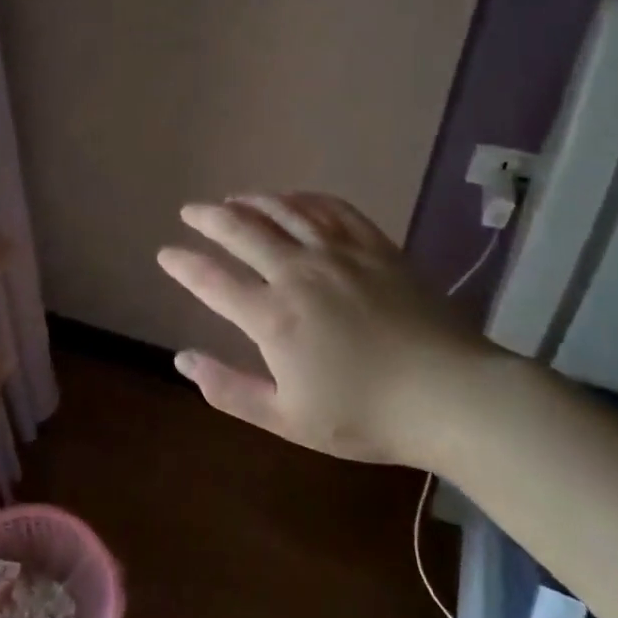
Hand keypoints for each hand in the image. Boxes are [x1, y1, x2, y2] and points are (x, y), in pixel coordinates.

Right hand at [156, 191, 496, 469]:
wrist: (451, 396)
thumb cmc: (366, 416)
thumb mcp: (288, 419)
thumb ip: (229, 389)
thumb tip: (181, 360)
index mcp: (273, 317)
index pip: (212, 280)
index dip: (183, 265)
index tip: (165, 253)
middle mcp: (298, 272)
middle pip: (241, 231)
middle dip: (209, 217)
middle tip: (190, 210)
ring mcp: (338, 253)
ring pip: (283, 211)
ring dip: (251, 201)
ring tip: (233, 199)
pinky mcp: (374, 246)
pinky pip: (331, 208)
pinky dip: (303, 198)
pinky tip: (293, 199)